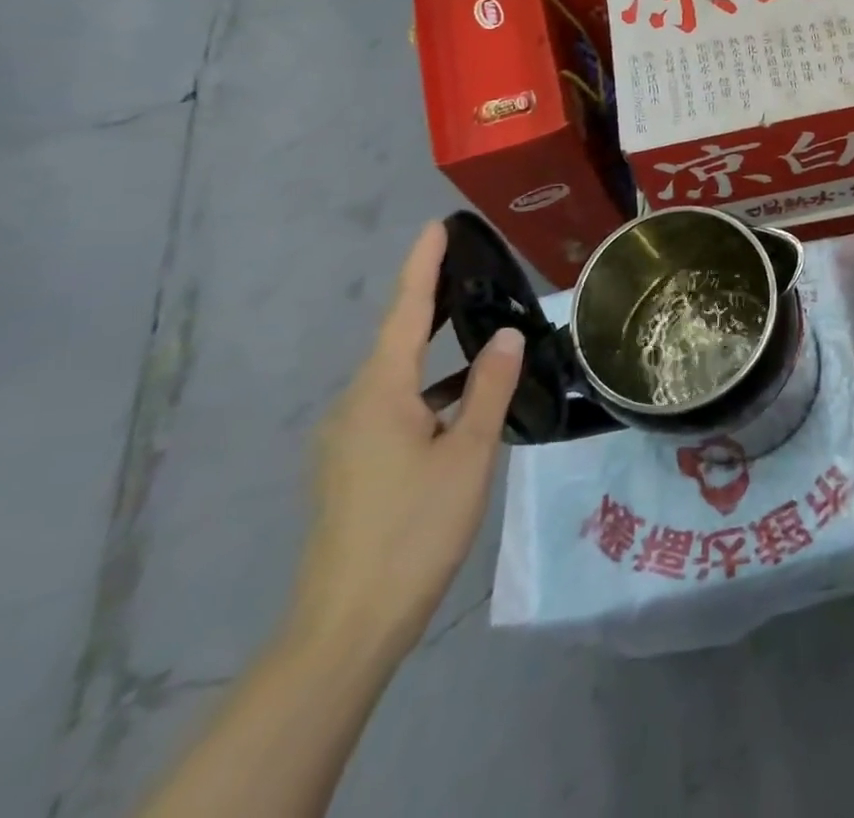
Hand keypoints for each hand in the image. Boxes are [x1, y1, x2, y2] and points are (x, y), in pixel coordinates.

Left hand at [287, 223, 523, 661]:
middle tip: (472, 269)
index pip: (406, 313)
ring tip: (479, 330)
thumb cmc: (414, 529)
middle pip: (397, 340)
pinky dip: (429, 388)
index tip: (436, 227)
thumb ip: (488, 388)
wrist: (346, 627)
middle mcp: (354, 406)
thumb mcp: (468, 453)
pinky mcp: (351, 467)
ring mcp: (347, 439)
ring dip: (435, 350)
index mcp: (379, 394)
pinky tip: (461, 401)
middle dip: (432, 303)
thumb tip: (507, 336)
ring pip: (398, 377)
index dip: (422, 268)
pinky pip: (394, 406)